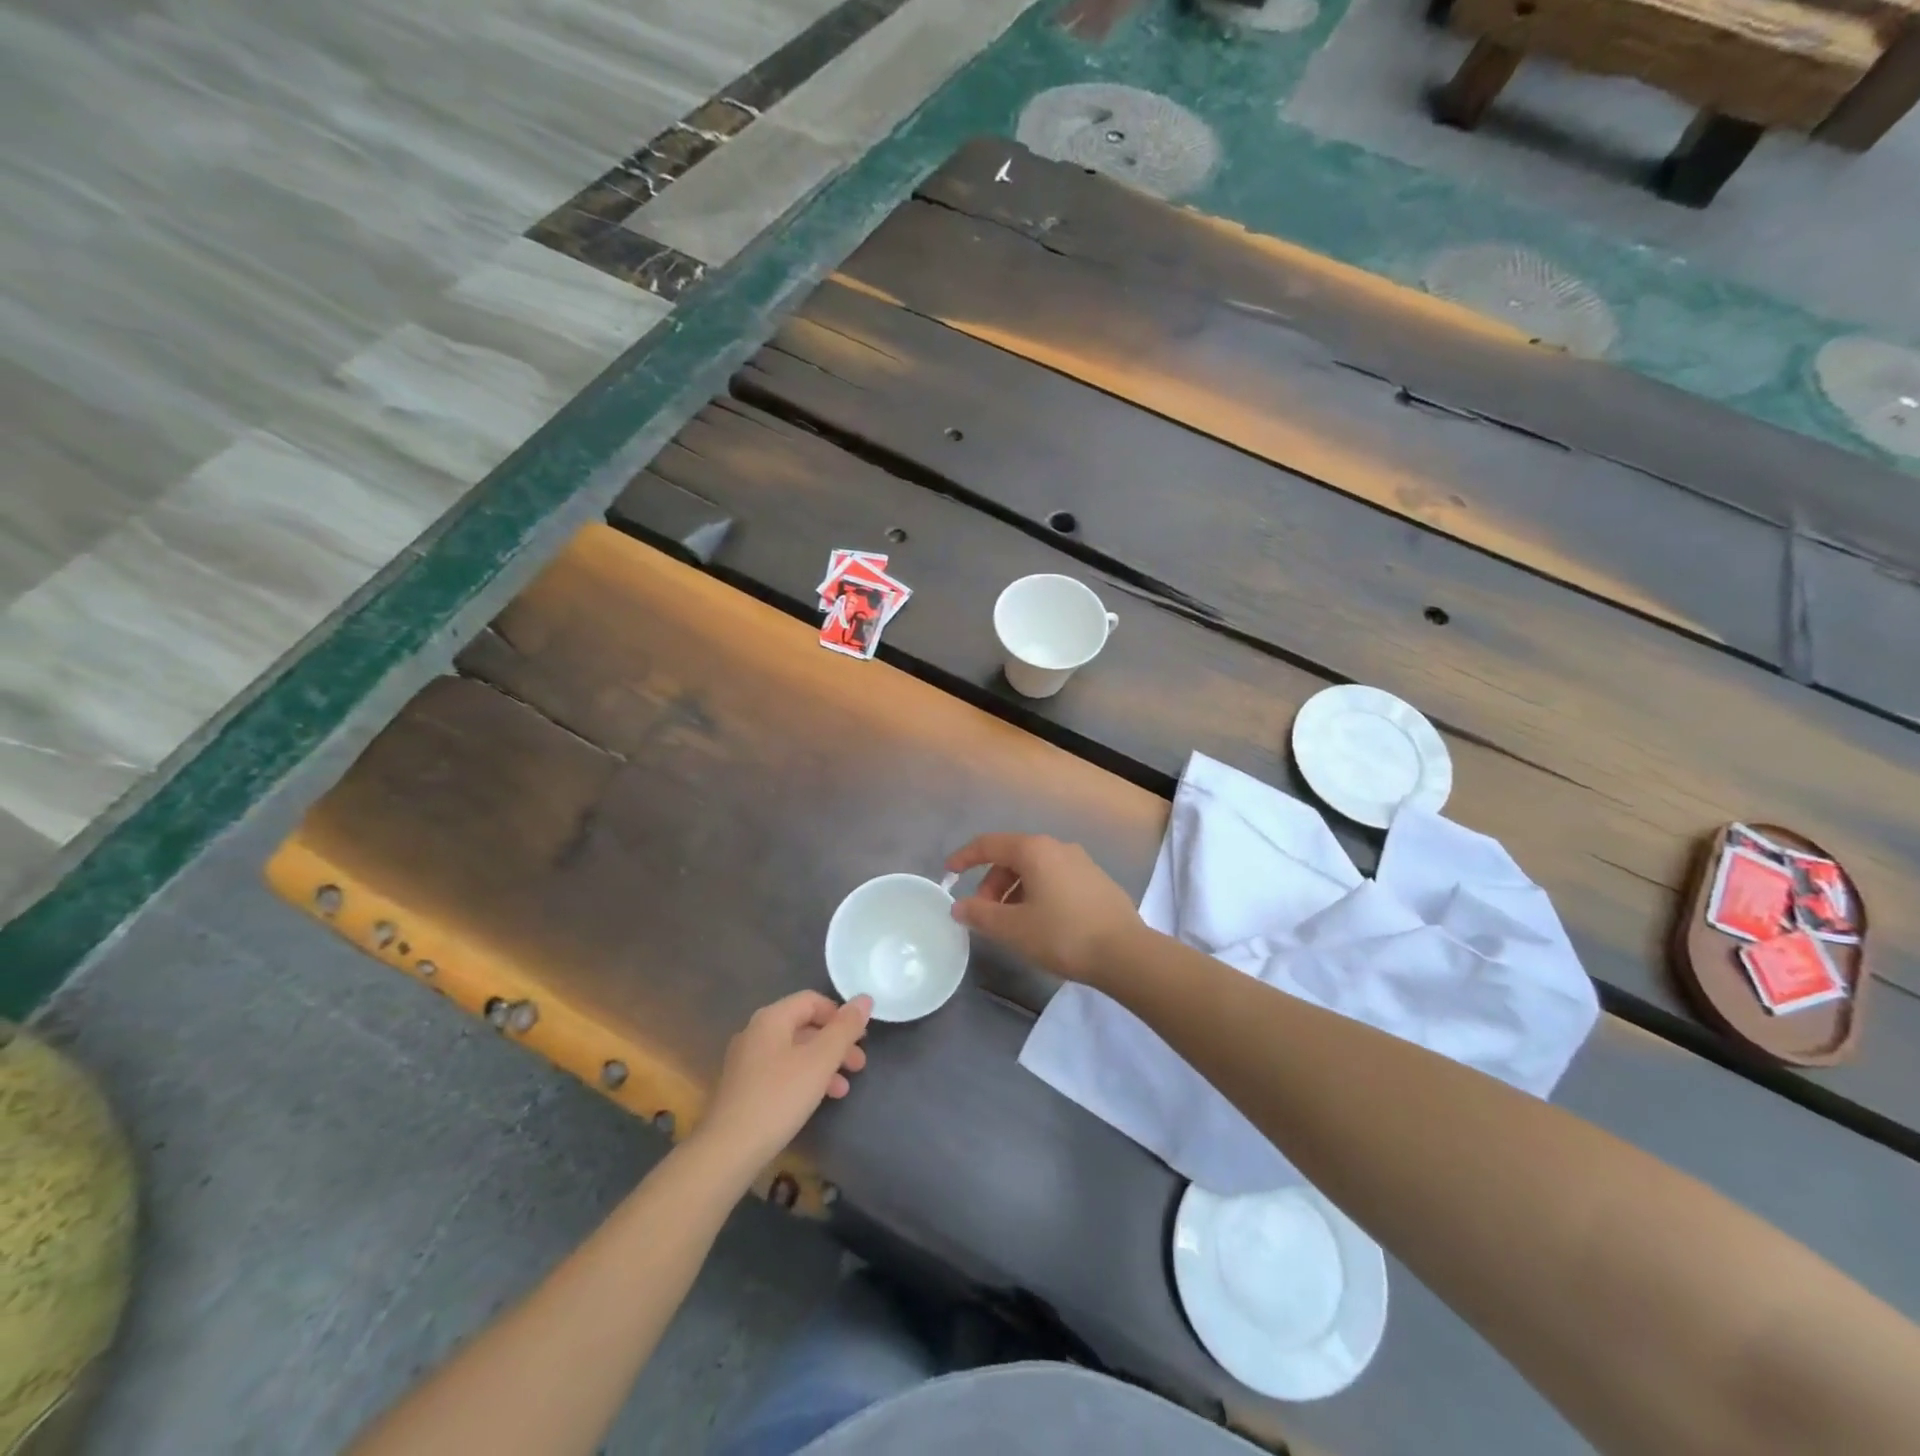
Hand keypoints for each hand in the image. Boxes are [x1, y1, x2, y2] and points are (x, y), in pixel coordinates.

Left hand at [695, 991, 871, 1173]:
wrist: (727, 1150)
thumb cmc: (779, 1097)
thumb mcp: (820, 1061)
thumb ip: (845, 1029)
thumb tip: (865, 999)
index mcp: (772, 1018)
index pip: (812, 1000)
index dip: (840, 1015)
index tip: (860, 1038)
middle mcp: (756, 1032)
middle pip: (804, 1026)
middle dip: (836, 1043)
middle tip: (859, 1065)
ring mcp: (747, 1060)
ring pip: (794, 1051)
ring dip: (823, 1064)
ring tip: (844, 1088)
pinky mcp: (744, 1087)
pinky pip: (781, 1071)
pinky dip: (804, 1078)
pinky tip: (818, 1100)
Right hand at [945, 833, 1143, 984]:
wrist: (1125, 953)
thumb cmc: (1062, 935)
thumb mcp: (1013, 928)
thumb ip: (980, 914)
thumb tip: (959, 906)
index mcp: (1034, 850)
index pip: (989, 844)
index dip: (965, 857)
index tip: (948, 873)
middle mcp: (1058, 847)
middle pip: (1013, 857)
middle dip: (991, 883)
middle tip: (983, 913)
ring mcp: (1081, 862)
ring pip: (1035, 869)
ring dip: (1014, 891)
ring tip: (1010, 923)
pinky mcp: (1096, 881)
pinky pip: (1055, 879)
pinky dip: (1037, 893)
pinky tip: (1040, 923)